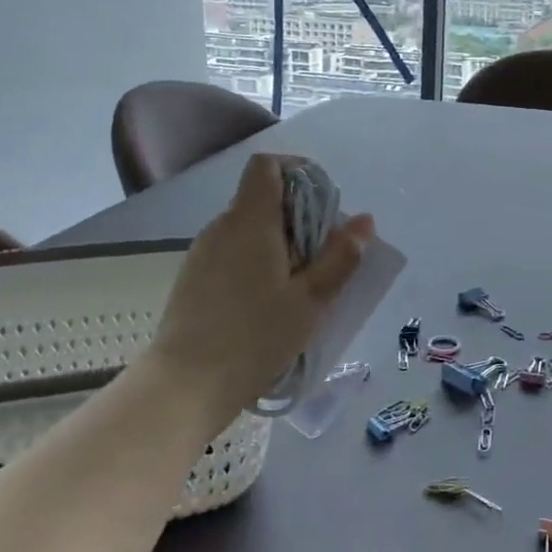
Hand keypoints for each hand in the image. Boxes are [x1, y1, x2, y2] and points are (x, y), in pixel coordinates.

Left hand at [147, 154, 374, 430]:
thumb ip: (340, 256)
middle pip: (262, 199)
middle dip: (299, 217)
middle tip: (325, 256)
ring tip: (301, 286)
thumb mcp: (312, 299)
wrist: (187, 384)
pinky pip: (233, 253)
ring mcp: (203, 253)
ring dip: (280, 243)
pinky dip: (258, 262)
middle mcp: (222, 227)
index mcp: (251, 221)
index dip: (298, 171)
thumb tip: (364, 220)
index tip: (324, 203)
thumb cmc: (257, 336)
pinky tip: (269, 303)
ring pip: (249, 229)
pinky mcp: (194, 279)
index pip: (266, 166)